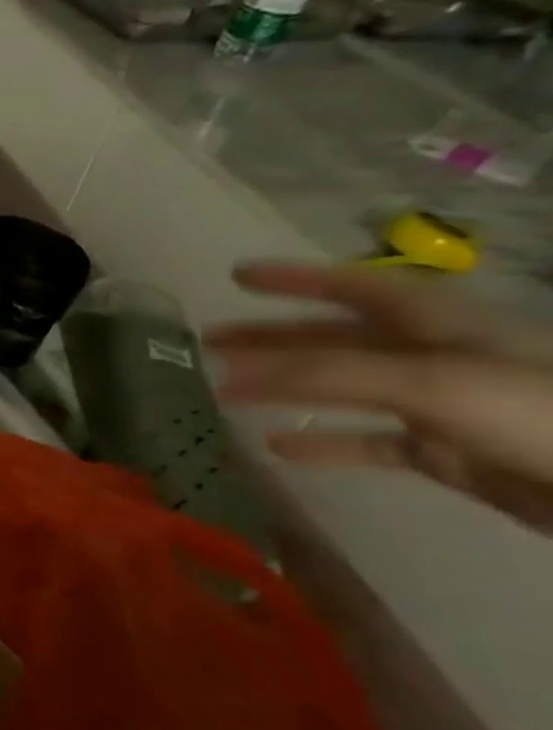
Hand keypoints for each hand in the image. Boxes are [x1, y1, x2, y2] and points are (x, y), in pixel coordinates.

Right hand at [208, 263, 552, 531]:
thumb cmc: (533, 413)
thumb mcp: (426, 381)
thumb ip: (325, 374)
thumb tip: (233, 371)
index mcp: (436, 325)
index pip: (352, 287)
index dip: (295, 278)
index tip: (237, 276)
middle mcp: (433, 357)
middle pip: (336, 338)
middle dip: (272, 337)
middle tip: (209, 341)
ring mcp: (440, 406)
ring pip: (343, 389)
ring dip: (285, 388)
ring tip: (225, 392)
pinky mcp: (448, 454)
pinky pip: (368, 443)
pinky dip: (324, 444)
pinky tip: (281, 448)